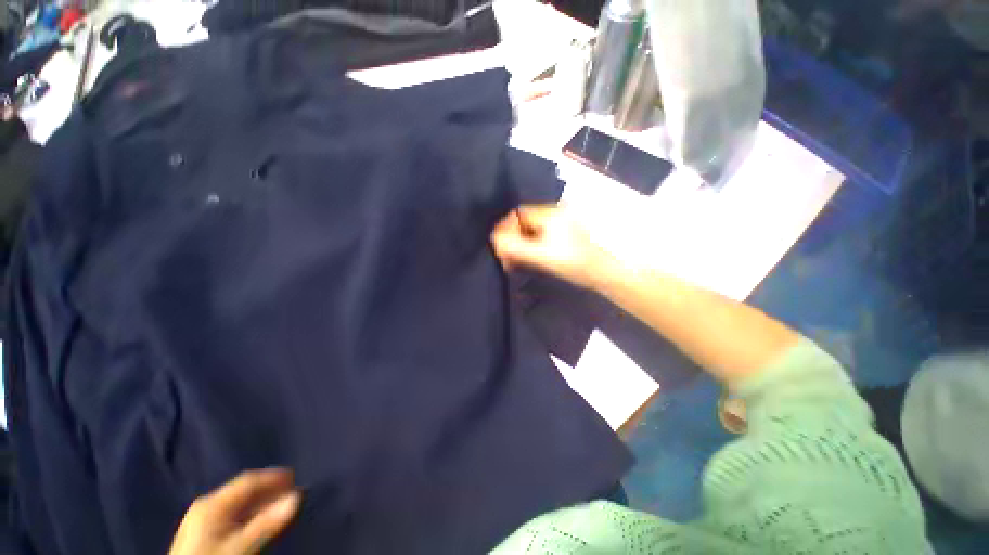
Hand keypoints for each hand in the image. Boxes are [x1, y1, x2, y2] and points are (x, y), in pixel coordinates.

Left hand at [169, 469, 300, 554]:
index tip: (296, 476)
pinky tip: (258, 521)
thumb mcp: (239, 547)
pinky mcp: (201, 531)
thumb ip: (266, 524)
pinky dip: (249, 514)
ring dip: (260, 503)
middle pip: (242, 490)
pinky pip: (231, 514)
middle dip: (268, 490)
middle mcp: (206, 504)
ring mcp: (202, 518)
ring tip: (280, 506)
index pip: (248, 480)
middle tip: (292, 491)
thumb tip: (298, 496)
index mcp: (212, 502)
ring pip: (237, 503)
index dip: (273, 477)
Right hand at [491, 205, 613, 289]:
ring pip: (530, 231)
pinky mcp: (562, 235)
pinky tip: (525, 259)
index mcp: (550, 213)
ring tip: (512, 261)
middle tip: (504, 257)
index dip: (505, 228)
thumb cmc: (573, 263)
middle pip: (523, 222)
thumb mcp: (541, 255)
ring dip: (519, 245)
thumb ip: (516, 247)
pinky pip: (538, 237)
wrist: (601, 273)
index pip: (518, 213)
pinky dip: (529, 247)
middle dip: (511, 239)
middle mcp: (554, 214)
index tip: (498, 246)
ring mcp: (559, 225)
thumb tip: (495, 240)